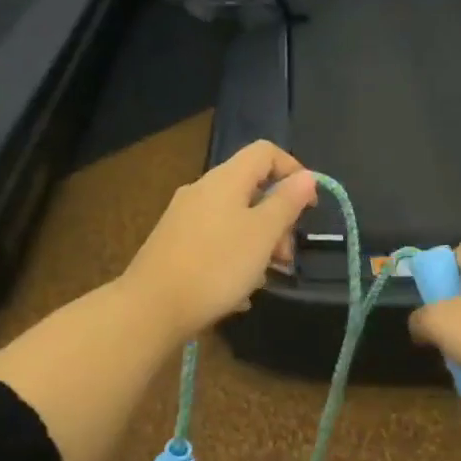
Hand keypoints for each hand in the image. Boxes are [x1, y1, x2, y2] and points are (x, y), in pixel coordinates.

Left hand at [121, 141, 318, 345]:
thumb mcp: (262, 234)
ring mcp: (184, 218)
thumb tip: (306, 176)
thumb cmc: (216, 266)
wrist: (151, 307)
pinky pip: (216, 241)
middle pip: (251, 189)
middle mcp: (202, 191)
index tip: (309, 206)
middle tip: (285, 257)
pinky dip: (235, 257)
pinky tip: (238, 292)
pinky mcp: (174, 245)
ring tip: (263, 280)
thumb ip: (286, 203)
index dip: (293, 170)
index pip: (265, 152)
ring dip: (258, 244)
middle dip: (277, 219)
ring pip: (235, 219)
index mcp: (225, 180)